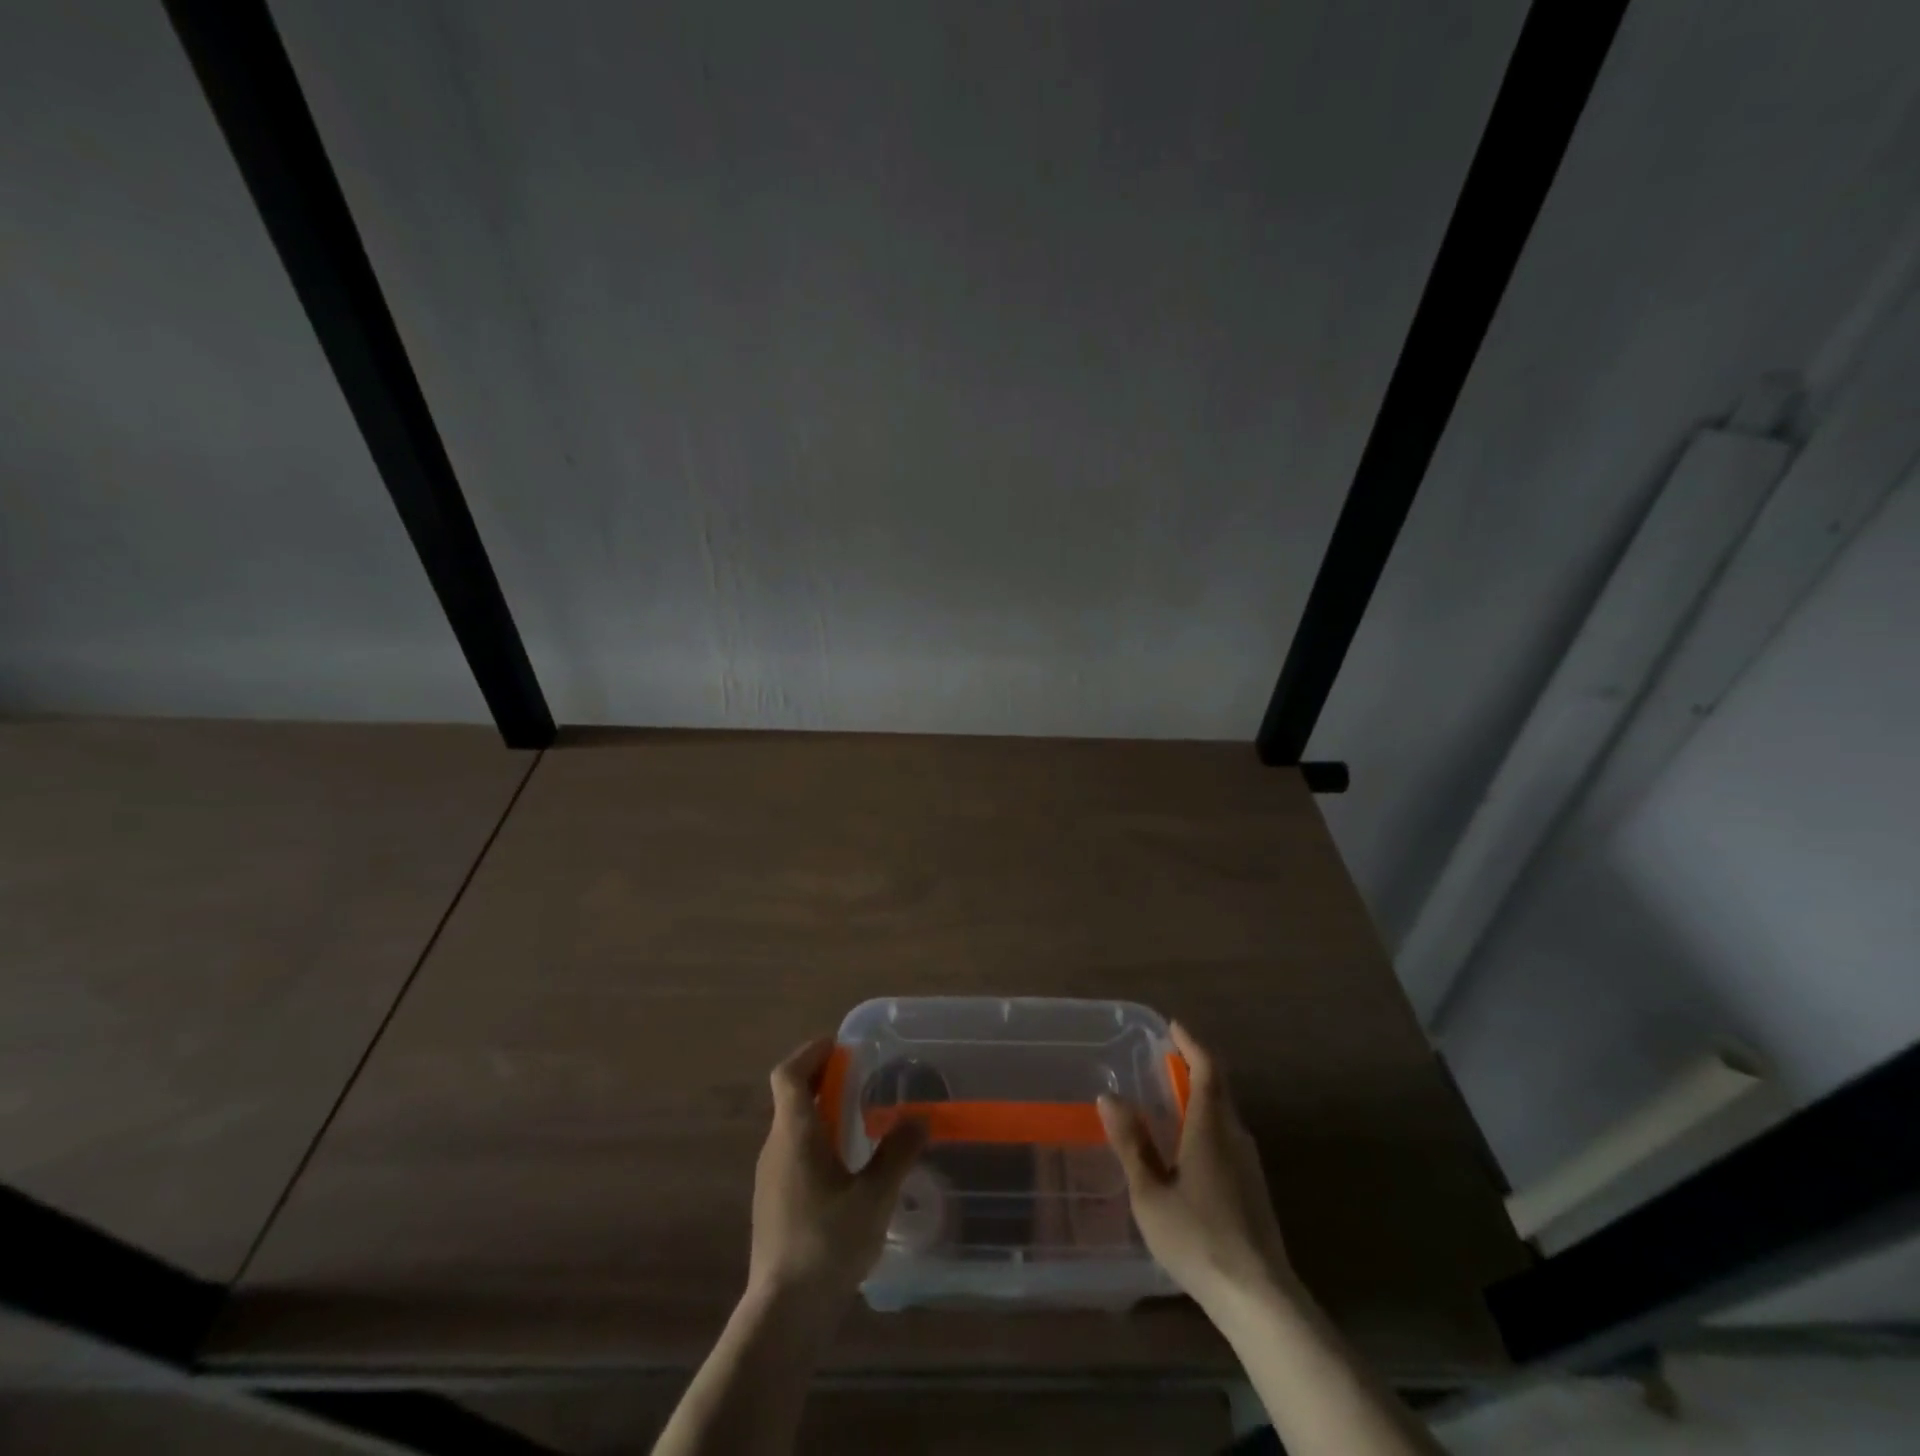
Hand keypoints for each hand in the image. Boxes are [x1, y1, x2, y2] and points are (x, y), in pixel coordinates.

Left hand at [748, 1037, 927, 1310]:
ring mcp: (769, 1177)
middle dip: (822, 1078)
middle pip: (791, 1096)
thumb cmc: (827, 1244)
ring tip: (858, 1117)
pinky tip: (845, 1165)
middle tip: (860, 1076)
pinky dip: (816, 1139)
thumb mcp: (874, 1197)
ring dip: (820, 1110)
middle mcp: (775, 1147)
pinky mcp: (773, 1203)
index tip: (840, 1046)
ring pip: (792, 1126)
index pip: (788, 1074)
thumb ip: (897, 1153)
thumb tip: (919, 1117)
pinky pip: (792, 1152)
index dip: (811, 1052)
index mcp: (795, 1134)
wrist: (783, 1312)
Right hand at [1098, 1022, 1293, 1310]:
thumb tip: (1110, 1097)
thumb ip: (1131, 1144)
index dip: (1191, 1044)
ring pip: (1225, 1113)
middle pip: (1219, 1087)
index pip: (1207, 1070)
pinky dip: (1207, 1122)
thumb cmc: (1197, 1239)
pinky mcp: (1254, 1188)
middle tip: (1166, 1058)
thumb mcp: (1150, 1193)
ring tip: (1172, 1097)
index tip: (1173, 1027)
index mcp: (1211, 1128)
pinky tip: (1189, 1145)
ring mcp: (1250, 1164)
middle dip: (1194, 1066)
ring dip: (1201, 1095)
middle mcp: (1235, 1136)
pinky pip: (1228, 1136)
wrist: (1259, 1298)